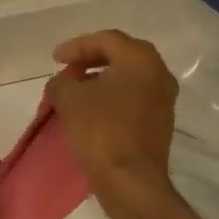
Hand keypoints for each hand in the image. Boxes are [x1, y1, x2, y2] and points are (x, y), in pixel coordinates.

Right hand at [44, 29, 179, 210]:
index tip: (54, 59)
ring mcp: (163, 99)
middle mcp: (158, 73)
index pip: (106, 39)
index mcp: (140, 60)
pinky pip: (133, 97)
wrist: (130, 179)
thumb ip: (61, 82)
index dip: (76, 46)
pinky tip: (92, 110)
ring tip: (76, 91)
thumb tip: (64, 84)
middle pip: (121, 55)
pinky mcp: (160, 122)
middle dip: (91, 59)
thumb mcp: (68, 99)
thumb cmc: (100, 131)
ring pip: (129, 77)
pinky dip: (111, 96)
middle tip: (68, 69)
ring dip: (101, 79)